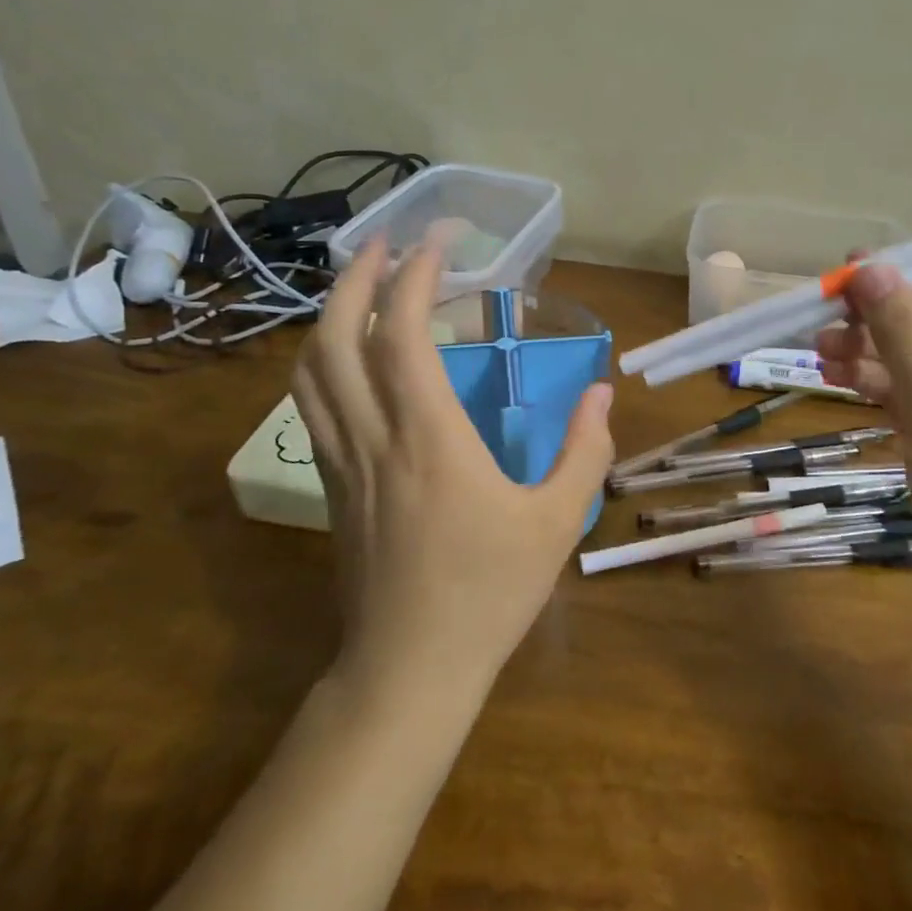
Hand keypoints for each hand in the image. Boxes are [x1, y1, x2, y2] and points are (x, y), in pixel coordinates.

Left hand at [292, 235, 614, 693]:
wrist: (408, 669)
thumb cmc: (488, 593)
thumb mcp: (558, 523)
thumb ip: (586, 452)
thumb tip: (602, 394)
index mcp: (429, 438)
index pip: (400, 334)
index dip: (414, 276)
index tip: (438, 241)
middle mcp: (373, 437)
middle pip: (335, 338)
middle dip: (356, 278)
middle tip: (385, 243)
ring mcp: (341, 462)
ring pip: (309, 371)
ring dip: (329, 316)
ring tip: (360, 286)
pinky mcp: (329, 486)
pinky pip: (311, 407)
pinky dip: (322, 363)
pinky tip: (349, 359)